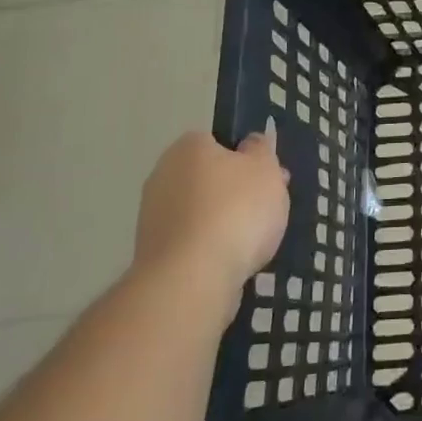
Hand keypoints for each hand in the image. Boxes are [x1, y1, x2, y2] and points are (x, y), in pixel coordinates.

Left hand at [134, 128, 290, 301]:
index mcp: (188, 147)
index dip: (247, 157)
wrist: (191, 278)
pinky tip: (232, 262)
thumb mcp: (266, 169)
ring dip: (223, 222)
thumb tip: (251, 143)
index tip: (268, 177)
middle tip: (267, 209)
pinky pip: (193, 242)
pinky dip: (211, 248)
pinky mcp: (154, 254)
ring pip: (201, 211)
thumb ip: (261, 150)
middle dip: (236, 192)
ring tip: (254, 242)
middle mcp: (163, 175)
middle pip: (209, 178)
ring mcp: (153, 217)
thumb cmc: (235, 210)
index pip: (218, 142)